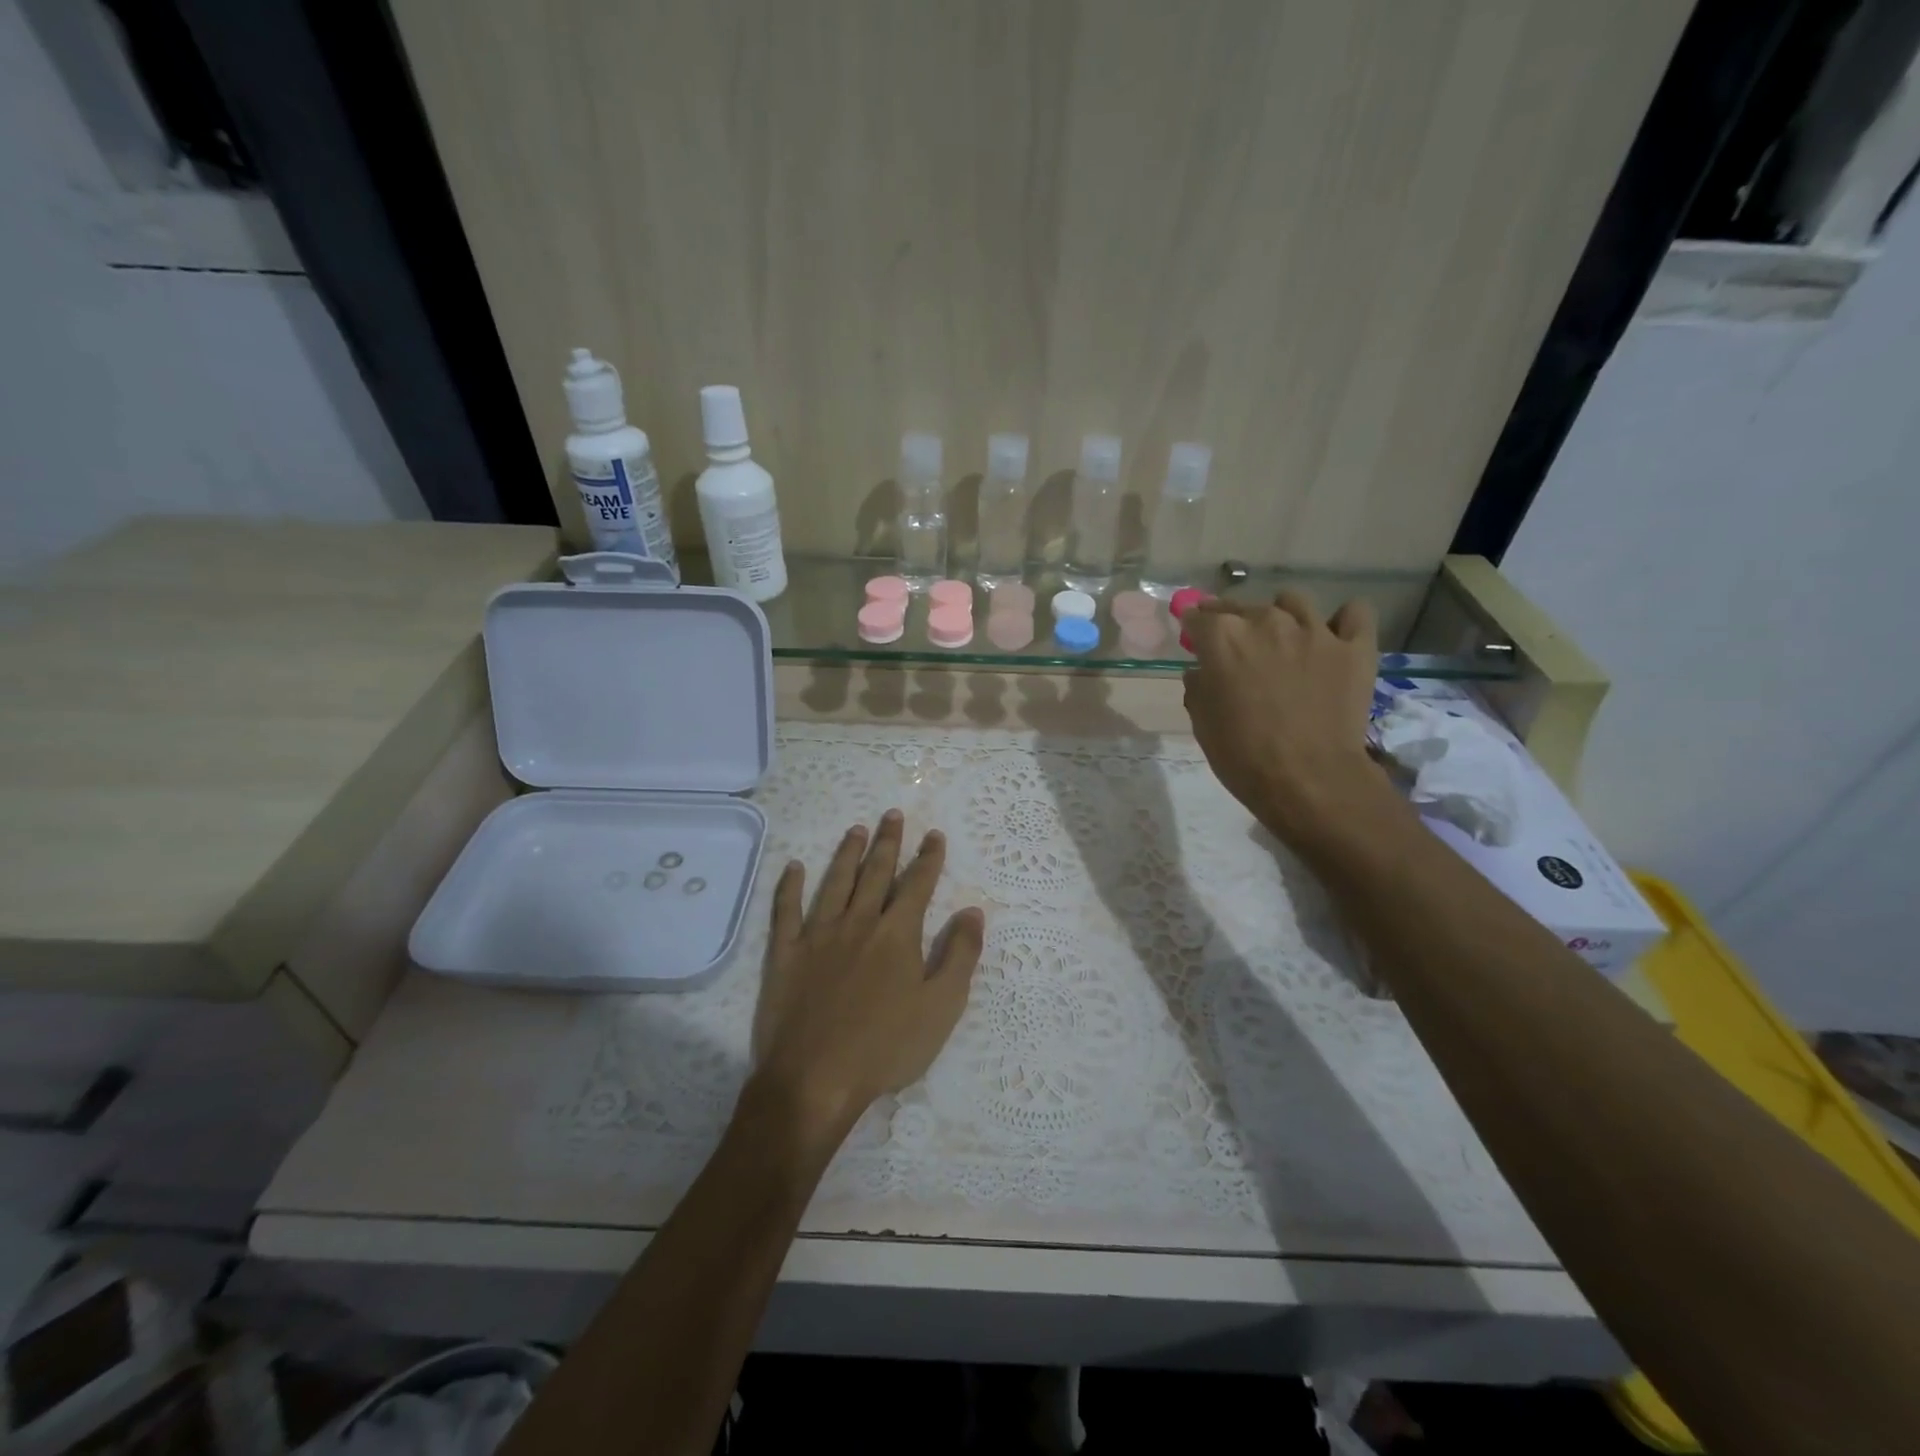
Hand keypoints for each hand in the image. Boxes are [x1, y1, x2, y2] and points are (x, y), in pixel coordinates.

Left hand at [750, 811, 984, 1136]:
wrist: (815, 1080)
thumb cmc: (886, 1048)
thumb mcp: (942, 1007)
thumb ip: (960, 955)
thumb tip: (972, 911)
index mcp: (897, 934)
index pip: (917, 884)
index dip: (929, 858)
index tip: (934, 835)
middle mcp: (858, 923)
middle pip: (875, 873)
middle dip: (888, 842)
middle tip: (892, 815)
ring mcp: (818, 935)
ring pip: (835, 882)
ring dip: (847, 853)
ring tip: (856, 829)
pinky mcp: (786, 954)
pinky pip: (786, 911)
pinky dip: (789, 887)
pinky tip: (793, 867)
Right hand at [1181, 591, 1394, 848]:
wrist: (1309, 781)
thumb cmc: (1243, 756)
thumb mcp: (1202, 723)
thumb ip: (1198, 686)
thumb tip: (1203, 670)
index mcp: (1223, 638)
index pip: (1199, 616)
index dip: (1193, 627)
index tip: (1194, 638)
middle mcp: (1267, 621)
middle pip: (1243, 606)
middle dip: (1232, 621)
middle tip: (1235, 648)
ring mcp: (1315, 631)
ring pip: (1294, 601)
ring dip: (1282, 616)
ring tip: (1283, 639)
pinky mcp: (1355, 647)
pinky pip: (1354, 612)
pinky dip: (1343, 620)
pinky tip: (1333, 636)